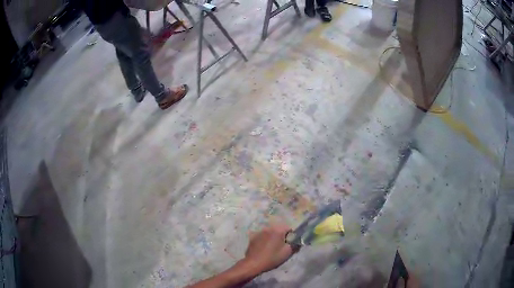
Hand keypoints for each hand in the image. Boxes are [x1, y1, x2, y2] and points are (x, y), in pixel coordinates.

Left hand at [242, 224, 297, 274]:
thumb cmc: (272, 258)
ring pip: (270, 232)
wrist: (254, 264)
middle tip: (282, 246)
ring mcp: (259, 232)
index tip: (290, 244)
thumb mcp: (287, 253)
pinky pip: (262, 236)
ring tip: (272, 248)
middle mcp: (268, 228)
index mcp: (277, 230)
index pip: (288, 228)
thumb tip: (298, 241)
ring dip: (273, 237)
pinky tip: (264, 248)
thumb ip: (295, 245)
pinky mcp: (253, 237)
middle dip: (282, 236)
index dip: (291, 236)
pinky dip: (265, 240)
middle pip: (279, 229)